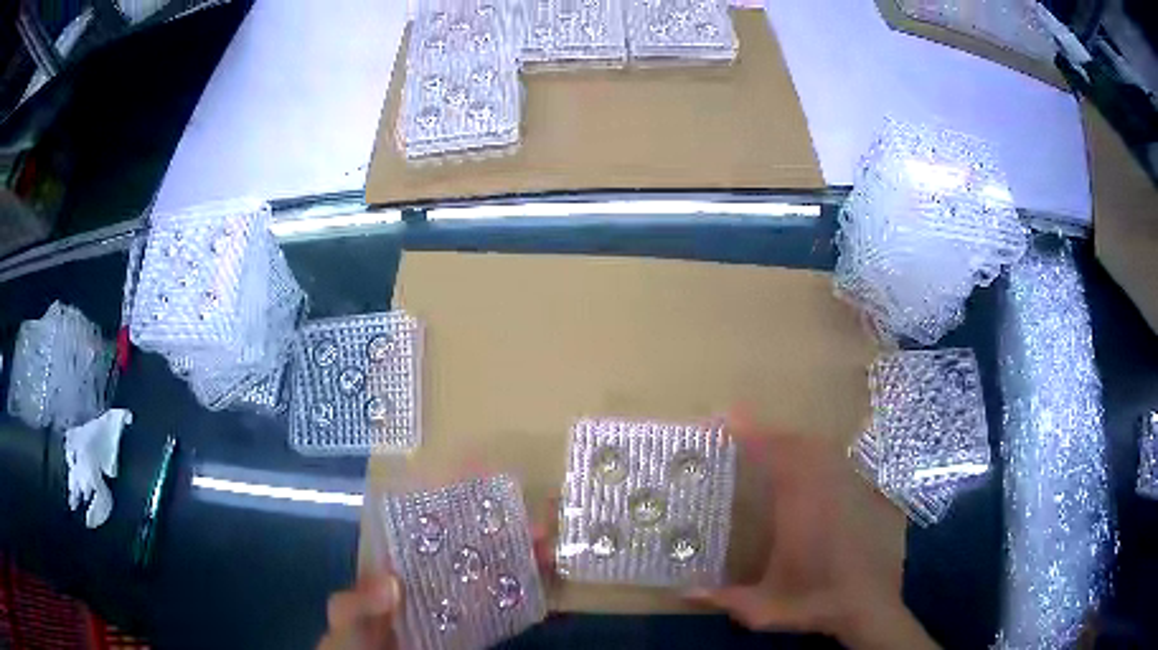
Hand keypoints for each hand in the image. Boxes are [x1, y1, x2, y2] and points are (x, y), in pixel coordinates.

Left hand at [319, 525, 554, 648]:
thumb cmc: (351, 642)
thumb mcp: (346, 617)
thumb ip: (359, 600)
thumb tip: (394, 582)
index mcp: (399, 568)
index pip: (430, 529)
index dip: (457, 506)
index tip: (487, 484)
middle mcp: (430, 582)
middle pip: (472, 551)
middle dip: (504, 533)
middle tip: (538, 522)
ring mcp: (453, 609)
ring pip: (491, 579)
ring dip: (521, 563)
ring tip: (550, 550)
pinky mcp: (469, 633)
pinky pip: (499, 614)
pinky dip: (521, 601)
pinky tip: (544, 589)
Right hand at [687, 413, 937, 649]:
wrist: (871, 607)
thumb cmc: (817, 603)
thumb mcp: (765, 608)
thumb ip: (724, 598)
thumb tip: (684, 592)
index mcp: (800, 508)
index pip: (774, 456)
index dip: (750, 433)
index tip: (728, 417)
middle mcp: (827, 489)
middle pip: (799, 444)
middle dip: (770, 435)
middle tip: (745, 435)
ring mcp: (852, 488)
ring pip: (823, 450)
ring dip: (795, 445)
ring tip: (774, 451)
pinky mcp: (870, 495)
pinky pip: (842, 465)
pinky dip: (821, 461)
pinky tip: (813, 477)